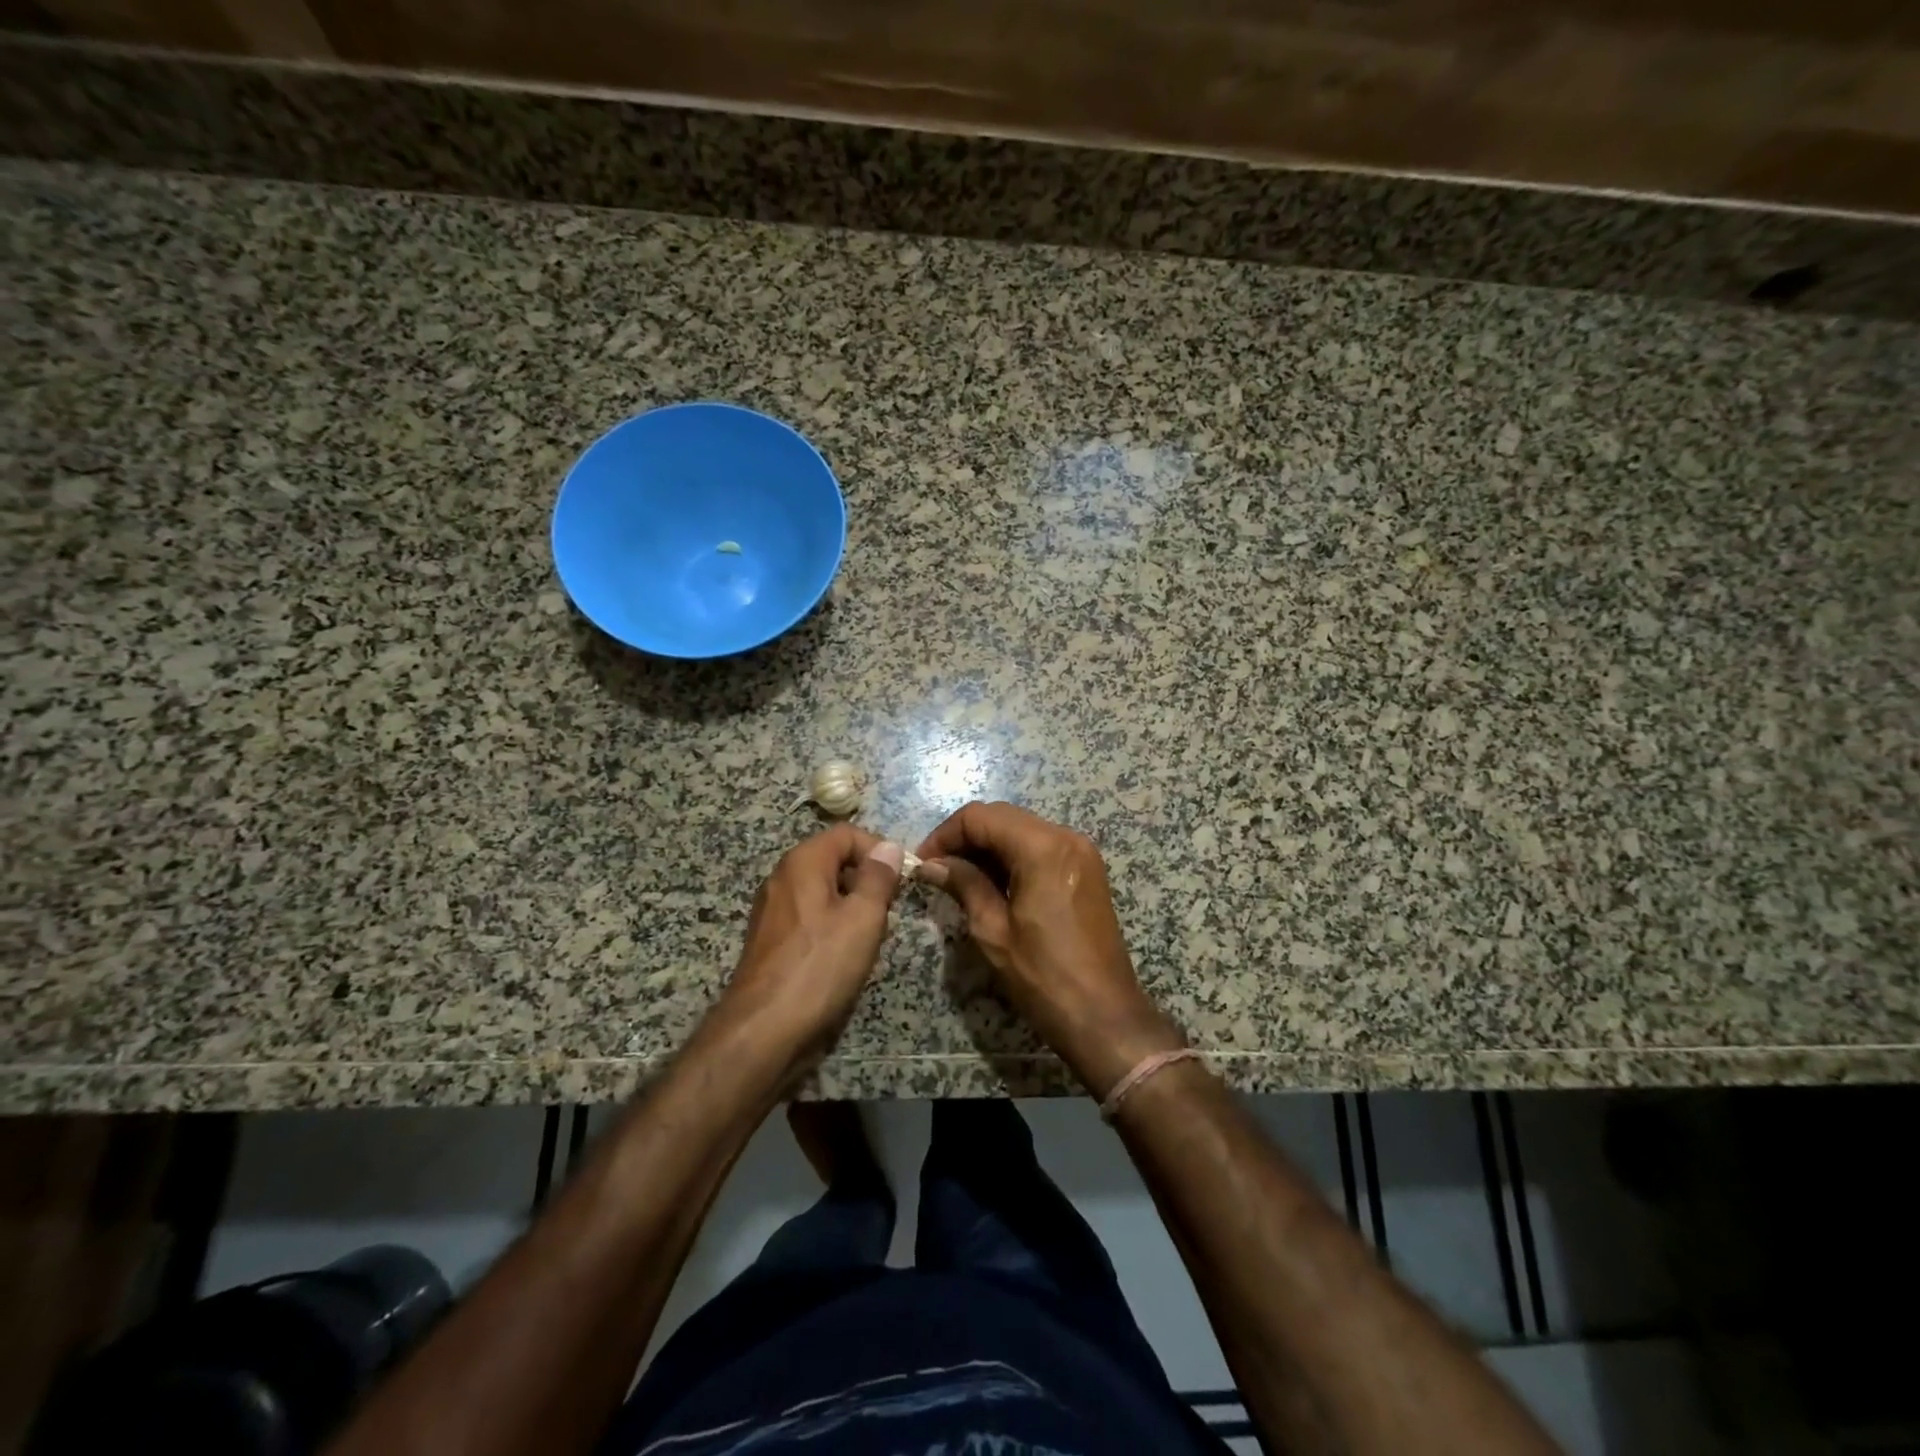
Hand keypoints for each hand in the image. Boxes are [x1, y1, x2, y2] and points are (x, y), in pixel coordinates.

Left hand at [716, 825, 904, 1081]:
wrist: (763, 1030)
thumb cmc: (819, 966)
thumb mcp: (863, 918)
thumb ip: (878, 878)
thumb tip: (888, 847)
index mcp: (802, 862)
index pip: (847, 834)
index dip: (879, 849)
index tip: (902, 879)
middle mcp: (782, 878)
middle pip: (833, 860)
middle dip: (866, 878)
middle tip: (890, 909)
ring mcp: (773, 910)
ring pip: (823, 891)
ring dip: (852, 905)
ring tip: (871, 935)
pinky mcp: (771, 940)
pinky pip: (810, 917)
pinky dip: (832, 926)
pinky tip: (844, 956)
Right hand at [916, 802, 1183, 1097]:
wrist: (1104, 1017)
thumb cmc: (1044, 977)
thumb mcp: (993, 931)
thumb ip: (963, 885)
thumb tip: (931, 865)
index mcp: (1043, 847)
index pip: (980, 817)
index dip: (945, 834)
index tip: (922, 862)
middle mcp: (1065, 837)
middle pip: (1002, 817)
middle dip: (965, 838)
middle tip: (936, 870)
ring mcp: (1080, 852)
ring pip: (1021, 830)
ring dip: (987, 847)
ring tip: (958, 878)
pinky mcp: (1086, 869)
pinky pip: (1040, 847)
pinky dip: (1011, 856)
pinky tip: (990, 883)